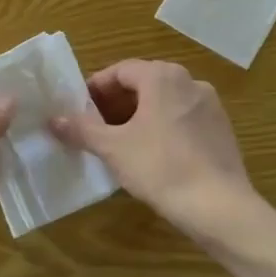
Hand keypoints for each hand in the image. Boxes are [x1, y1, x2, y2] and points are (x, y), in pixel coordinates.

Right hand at [50, 59, 254, 235]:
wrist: (218, 206)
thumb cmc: (160, 167)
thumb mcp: (113, 148)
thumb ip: (81, 129)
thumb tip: (53, 119)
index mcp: (162, 77)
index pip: (120, 71)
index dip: (95, 88)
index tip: (78, 109)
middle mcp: (190, 81)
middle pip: (144, 84)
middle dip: (116, 103)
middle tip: (94, 127)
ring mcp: (210, 105)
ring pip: (164, 102)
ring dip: (139, 116)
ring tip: (119, 142)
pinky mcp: (222, 129)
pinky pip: (183, 119)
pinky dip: (162, 127)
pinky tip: (152, 155)